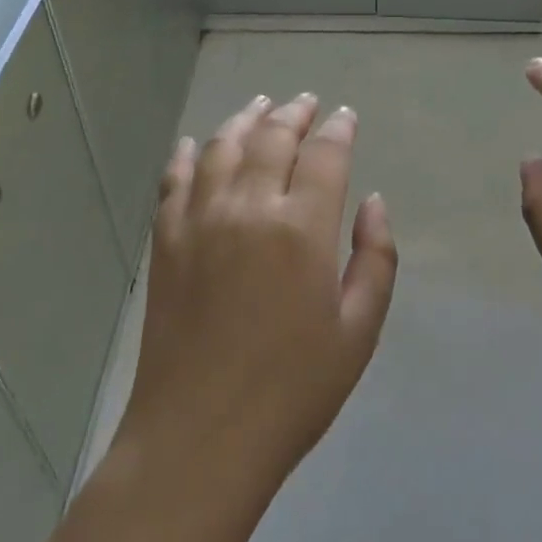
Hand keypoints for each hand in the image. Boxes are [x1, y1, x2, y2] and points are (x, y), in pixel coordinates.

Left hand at [117, 94, 398, 494]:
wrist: (199, 437)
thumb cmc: (292, 390)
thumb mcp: (358, 332)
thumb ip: (375, 258)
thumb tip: (374, 201)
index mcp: (302, 228)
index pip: (325, 154)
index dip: (339, 129)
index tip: (346, 117)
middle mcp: (249, 207)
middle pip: (273, 137)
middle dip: (295, 113)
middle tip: (307, 103)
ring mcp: (200, 219)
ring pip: (222, 146)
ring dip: (245, 119)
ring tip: (260, 105)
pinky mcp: (166, 240)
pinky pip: (173, 179)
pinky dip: (185, 154)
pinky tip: (192, 144)